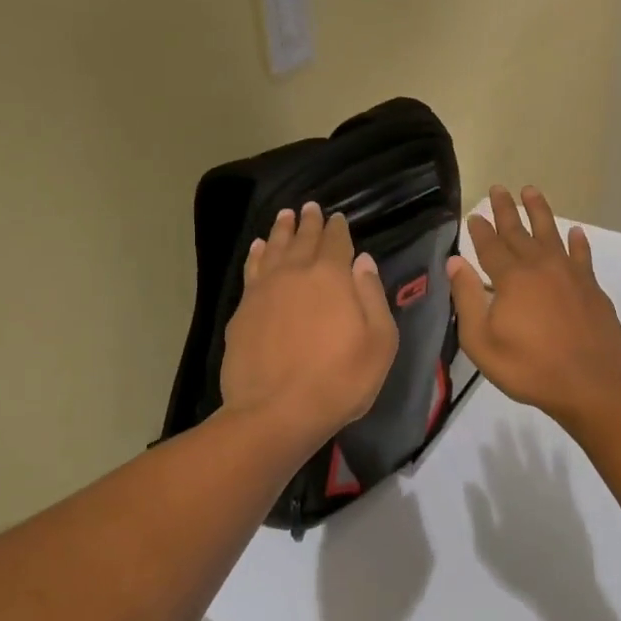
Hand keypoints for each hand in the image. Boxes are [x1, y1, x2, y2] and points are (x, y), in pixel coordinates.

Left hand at [221, 204, 399, 448]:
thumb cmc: (339, 380)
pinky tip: (259, 248)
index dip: (338, 228)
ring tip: (284, 216)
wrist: (275, 412)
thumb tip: (363, 261)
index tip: (337, 217)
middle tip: (310, 207)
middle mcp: (295, 273)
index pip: (336, 242)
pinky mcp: (242, 311)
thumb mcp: (379, 342)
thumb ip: (372, 296)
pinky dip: (257, 255)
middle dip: (309, 222)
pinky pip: (251, 270)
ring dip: (281, 231)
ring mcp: (264, 291)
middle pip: (303, 239)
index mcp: (332, 277)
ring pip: (274, 249)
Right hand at [446, 186, 620, 427]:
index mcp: (511, 279)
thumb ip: (467, 299)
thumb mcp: (482, 342)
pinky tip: (576, 233)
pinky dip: (578, 242)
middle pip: (519, 231)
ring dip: (539, 212)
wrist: (592, 383)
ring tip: (530, 191)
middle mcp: (540, 267)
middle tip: (497, 188)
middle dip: (505, 210)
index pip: (490, 246)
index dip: (480, 230)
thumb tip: (455, 262)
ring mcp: (569, 274)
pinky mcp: (591, 287)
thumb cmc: (529, 368)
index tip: (474, 213)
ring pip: (551, 234)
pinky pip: (582, 256)